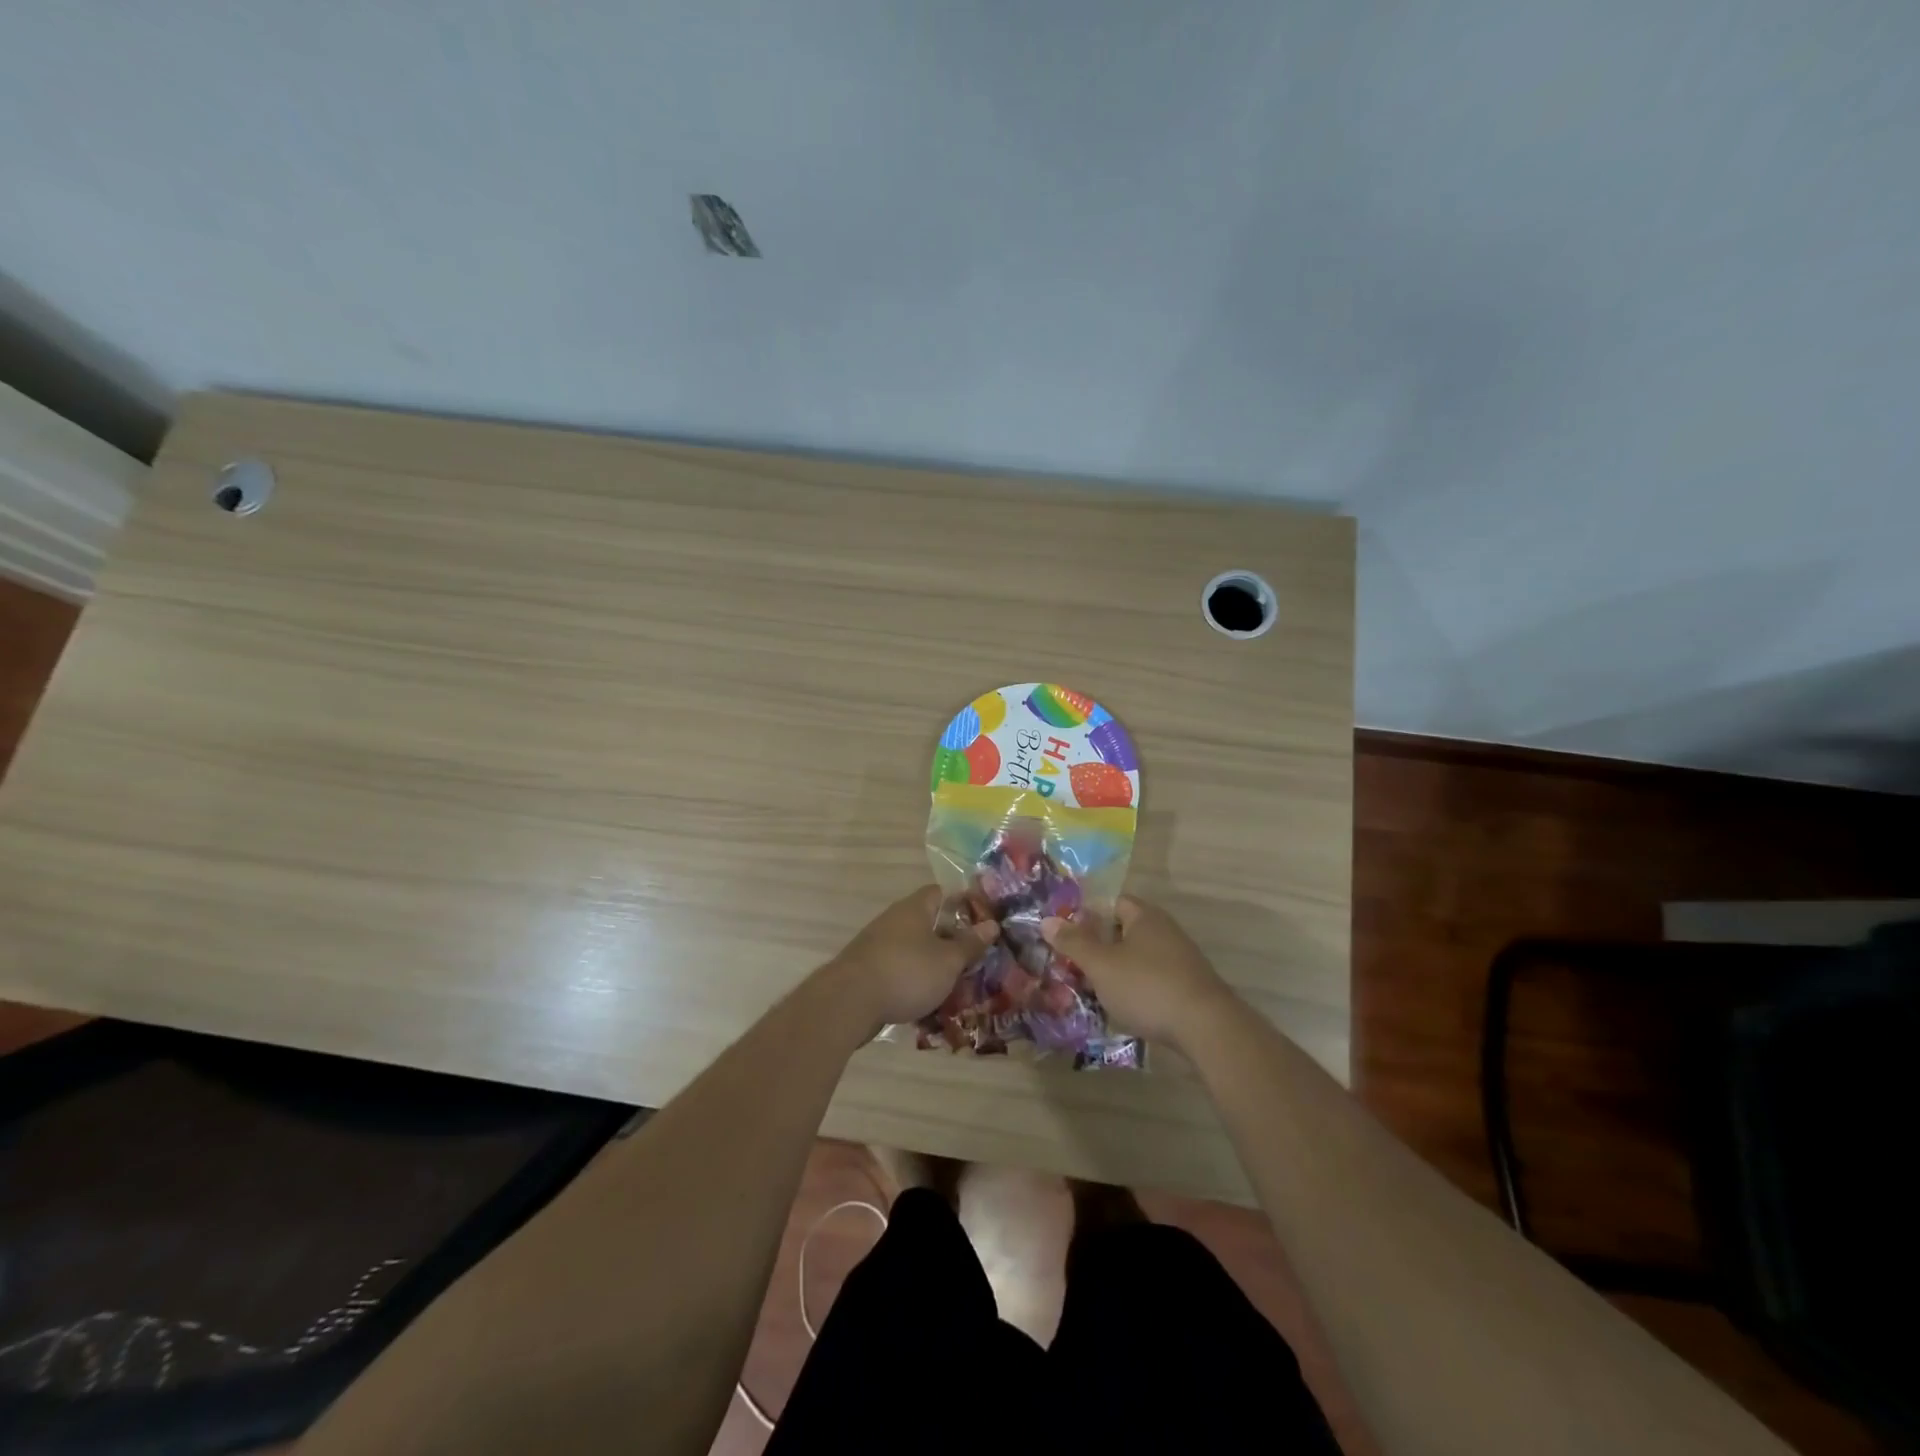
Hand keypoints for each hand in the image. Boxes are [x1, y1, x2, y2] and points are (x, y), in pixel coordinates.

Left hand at [826, 885, 996, 1027]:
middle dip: (950, 939)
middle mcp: (894, 920)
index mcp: (914, 908)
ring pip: (913, 948)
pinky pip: (898, 969)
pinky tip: (927, 999)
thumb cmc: (906, 973)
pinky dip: (913, 980)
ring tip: (956, 982)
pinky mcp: (867, 970)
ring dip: (932, 962)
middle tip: (974, 957)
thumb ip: (970, 944)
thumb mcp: (948, 961)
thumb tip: (992, 923)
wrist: (849, 1002)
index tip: (982, 921)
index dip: (963, 903)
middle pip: (927, 922)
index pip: (941, 893)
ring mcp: (877, 945)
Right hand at [1041, 896, 1236, 1048]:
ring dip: (1116, 970)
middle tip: (1073, 963)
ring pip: (1138, 957)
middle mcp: (1165, 931)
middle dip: (1099, 945)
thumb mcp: (1101, 965)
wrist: (1206, 1028)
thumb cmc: (1147, 986)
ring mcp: (1180, 959)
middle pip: (1125, 930)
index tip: (1066, 934)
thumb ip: (1074, 943)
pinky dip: (1135, 988)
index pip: (1112, 902)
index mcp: (1145, 916)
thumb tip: (1047, 920)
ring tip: (1092, 988)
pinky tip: (1123, 1007)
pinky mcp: (1188, 987)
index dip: (1087, 914)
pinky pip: (1152, 979)